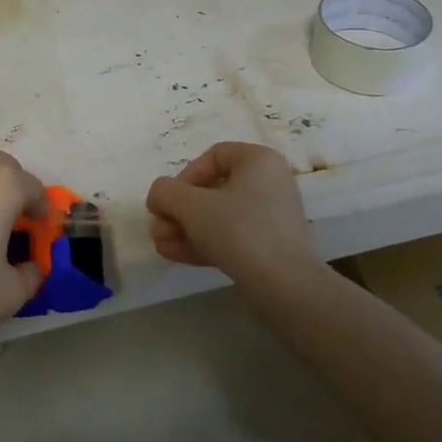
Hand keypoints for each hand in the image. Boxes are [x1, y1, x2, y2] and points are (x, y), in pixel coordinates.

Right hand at [145, 141, 315, 281]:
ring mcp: (271, 216)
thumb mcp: (192, 205)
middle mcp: (269, 182)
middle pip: (213, 189)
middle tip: (157, 229)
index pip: (213, 157)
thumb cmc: (238, 230)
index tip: (168, 201)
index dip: (184, 177)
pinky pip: (231, 236)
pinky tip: (176, 255)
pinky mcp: (270, 246)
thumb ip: (166, 192)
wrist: (284, 285)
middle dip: (179, 211)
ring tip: (160, 245)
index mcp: (258, 160)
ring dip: (186, 228)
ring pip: (219, 216)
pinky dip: (204, 242)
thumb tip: (159, 195)